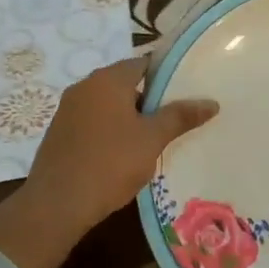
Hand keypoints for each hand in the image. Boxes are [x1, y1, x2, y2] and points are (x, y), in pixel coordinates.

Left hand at [19, 55, 218, 233]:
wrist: (57, 204)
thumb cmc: (110, 163)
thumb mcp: (152, 139)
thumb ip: (180, 116)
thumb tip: (211, 102)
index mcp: (108, 79)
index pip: (144, 64)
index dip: (167, 75)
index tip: (187, 91)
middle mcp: (85, 86)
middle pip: (126, 83)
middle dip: (149, 99)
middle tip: (175, 118)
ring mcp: (68, 109)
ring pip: (108, 104)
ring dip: (129, 117)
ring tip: (154, 138)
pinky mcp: (59, 132)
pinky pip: (93, 122)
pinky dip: (110, 130)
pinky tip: (123, 153)